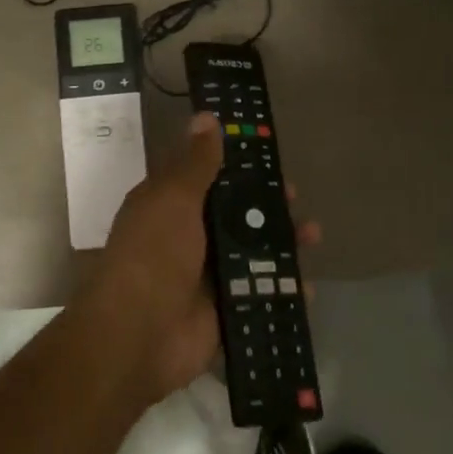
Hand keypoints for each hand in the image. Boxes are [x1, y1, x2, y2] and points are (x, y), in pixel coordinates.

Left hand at [76, 112, 317, 407]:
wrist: (139, 335)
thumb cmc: (154, 255)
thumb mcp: (172, 199)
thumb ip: (195, 163)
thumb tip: (206, 117)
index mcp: (169, 208)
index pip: (207, 178)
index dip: (237, 166)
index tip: (269, 155)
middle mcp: (188, 239)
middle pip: (235, 216)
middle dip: (268, 207)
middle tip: (296, 198)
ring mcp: (207, 277)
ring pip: (253, 255)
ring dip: (284, 245)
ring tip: (313, 236)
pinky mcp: (225, 311)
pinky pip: (261, 296)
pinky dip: (284, 291)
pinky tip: (307, 286)